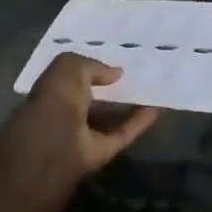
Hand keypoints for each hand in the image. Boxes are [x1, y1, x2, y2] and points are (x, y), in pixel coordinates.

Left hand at [2, 52, 160, 188]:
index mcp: (54, 90)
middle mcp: (67, 111)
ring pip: (110, 117)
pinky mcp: (101, 151)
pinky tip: (158, 108)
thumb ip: (94, 66)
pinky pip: (123, 133)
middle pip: (94, 98)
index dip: (92, 69)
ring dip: (130, 105)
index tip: (115, 59)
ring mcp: (84, 134)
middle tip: (138, 74)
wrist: (54, 142)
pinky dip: (139, 122)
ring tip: (153, 89)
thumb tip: (116, 74)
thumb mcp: (70, 65)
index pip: (74, 77)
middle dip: (112, 88)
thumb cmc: (57, 96)